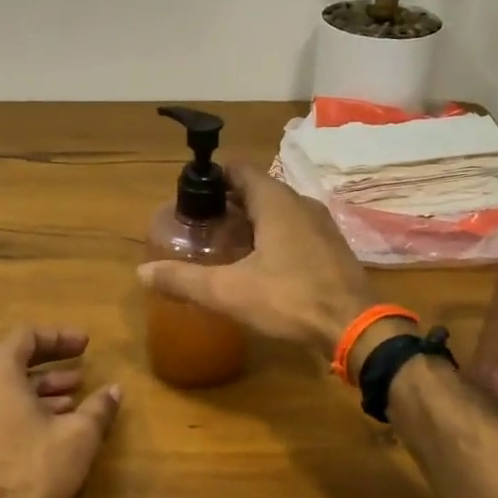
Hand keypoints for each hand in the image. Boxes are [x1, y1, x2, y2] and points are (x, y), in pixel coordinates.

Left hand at [0, 327, 122, 497]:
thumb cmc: (34, 471)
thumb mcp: (78, 436)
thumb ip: (98, 407)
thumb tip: (115, 390)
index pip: (26, 336)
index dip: (59, 337)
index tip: (85, 344)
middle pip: (12, 361)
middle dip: (51, 365)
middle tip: (81, 371)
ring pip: (2, 389)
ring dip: (38, 390)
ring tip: (72, 400)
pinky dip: (19, 409)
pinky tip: (47, 427)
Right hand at [136, 162, 375, 352]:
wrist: (356, 328)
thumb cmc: (290, 299)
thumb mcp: (229, 292)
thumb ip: (184, 280)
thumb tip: (142, 273)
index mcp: (276, 202)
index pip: (239, 170)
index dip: (213, 178)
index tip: (190, 198)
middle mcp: (300, 204)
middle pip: (258, 190)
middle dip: (228, 203)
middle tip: (201, 226)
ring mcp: (321, 225)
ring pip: (278, 211)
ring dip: (251, 221)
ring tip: (224, 245)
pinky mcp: (332, 248)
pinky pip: (295, 230)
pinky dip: (273, 237)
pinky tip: (259, 264)